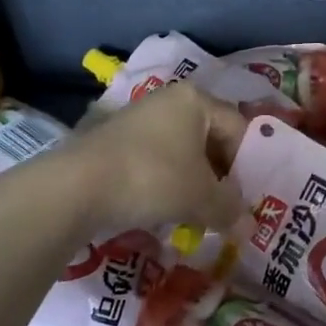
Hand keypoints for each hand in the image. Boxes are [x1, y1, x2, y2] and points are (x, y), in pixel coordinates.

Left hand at [56, 82, 247, 234]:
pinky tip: (164, 208)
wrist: (75, 187)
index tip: (247, 196)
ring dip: (194, 181)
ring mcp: (139, 118)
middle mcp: (169, 100)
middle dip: (221, 174)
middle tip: (226, 206)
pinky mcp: (115, 140)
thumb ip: (230, 208)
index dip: (249, 164)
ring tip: (197, 212)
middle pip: (210, 137)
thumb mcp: (201, 197)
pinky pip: (156, 159)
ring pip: (182, 150)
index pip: (239, 128)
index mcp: (196, 100)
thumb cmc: (152, 178)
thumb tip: (249, 225)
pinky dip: (166, 181)